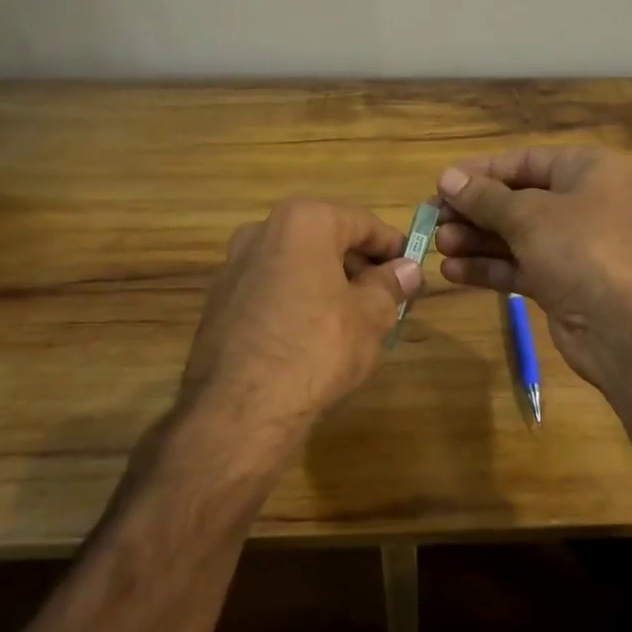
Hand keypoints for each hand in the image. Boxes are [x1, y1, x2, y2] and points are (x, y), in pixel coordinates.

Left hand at [178, 199, 420, 447]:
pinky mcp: (219, 301)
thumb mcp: (370, 316)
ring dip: (329, 283)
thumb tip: (407, 270)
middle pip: (327, 239)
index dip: (393, 247)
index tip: (412, 271)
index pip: (363, 223)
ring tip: (354, 319)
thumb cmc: (317, 347)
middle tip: (388, 298)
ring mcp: (234, 266)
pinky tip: (313, 336)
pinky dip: (297, 300)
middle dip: (359, 266)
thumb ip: (390, 285)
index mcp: (303, 222)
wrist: (240, 409)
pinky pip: (272, 288)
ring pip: (298, 264)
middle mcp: (263, 231)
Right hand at [433, 147, 631, 385]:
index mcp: (585, 170)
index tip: (440, 184)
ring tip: (438, 245)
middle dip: (474, 211)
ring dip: (475, 240)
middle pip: (516, 199)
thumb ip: (485, 197)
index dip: (480, 172)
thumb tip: (447, 178)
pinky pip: (519, 265)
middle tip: (432, 220)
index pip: (523, 161)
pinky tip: (452, 272)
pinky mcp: (562, 282)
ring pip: (514, 235)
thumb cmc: (580, 249)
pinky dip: (488, 267)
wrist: (626, 328)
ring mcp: (572, 245)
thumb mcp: (528, 215)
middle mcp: (582, 202)